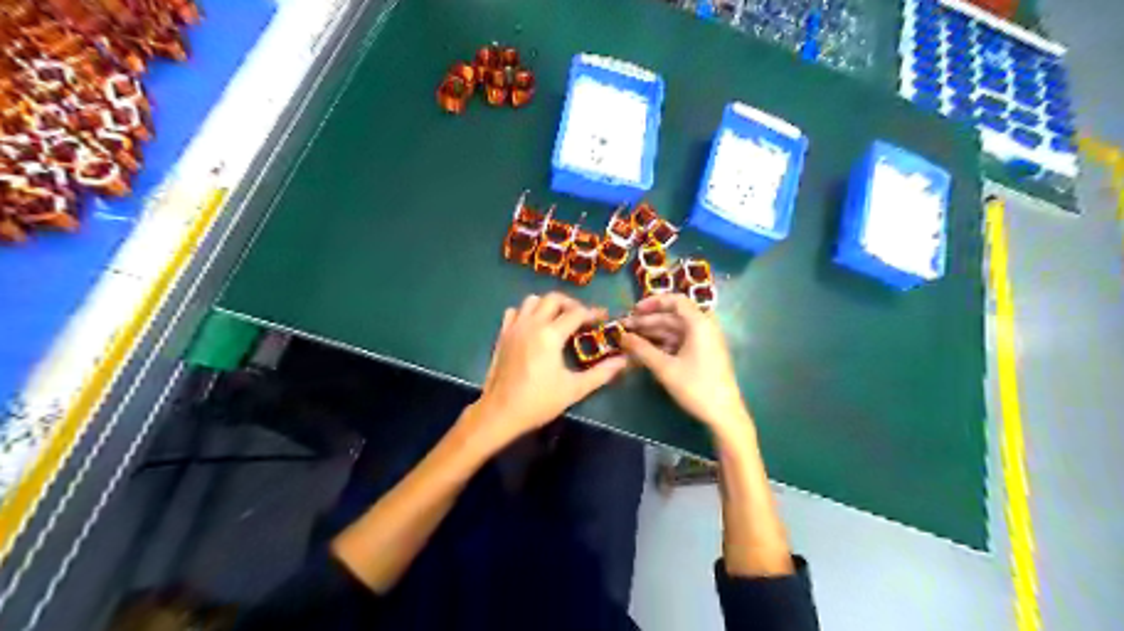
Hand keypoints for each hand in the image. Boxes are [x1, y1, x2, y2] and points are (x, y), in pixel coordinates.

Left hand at [469, 294, 630, 451]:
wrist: (500, 412)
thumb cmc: (539, 401)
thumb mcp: (574, 389)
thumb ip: (601, 373)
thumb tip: (624, 361)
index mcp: (550, 334)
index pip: (576, 313)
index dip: (593, 313)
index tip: (604, 318)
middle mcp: (532, 324)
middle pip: (554, 298)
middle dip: (571, 304)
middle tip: (582, 318)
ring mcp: (514, 327)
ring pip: (532, 301)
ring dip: (548, 305)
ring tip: (559, 320)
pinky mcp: (502, 335)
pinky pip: (515, 312)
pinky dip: (527, 312)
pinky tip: (534, 327)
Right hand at [618, 293, 747, 434]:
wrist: (723, 413)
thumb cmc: (695, 386)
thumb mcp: (665, 368)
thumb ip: (642, 349)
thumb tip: (623, 337)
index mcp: (699, 323)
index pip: (675, 301)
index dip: (653, 302)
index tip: (634, 310)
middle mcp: (704, 327)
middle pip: (673, 316)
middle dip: (648, 321)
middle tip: (625, 328)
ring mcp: (704, 341)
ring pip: (675, 330)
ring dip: (653, 334)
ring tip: (630, 341)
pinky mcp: (703, 354)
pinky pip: (680, 342)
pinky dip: (663, 344)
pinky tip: (646, 352)